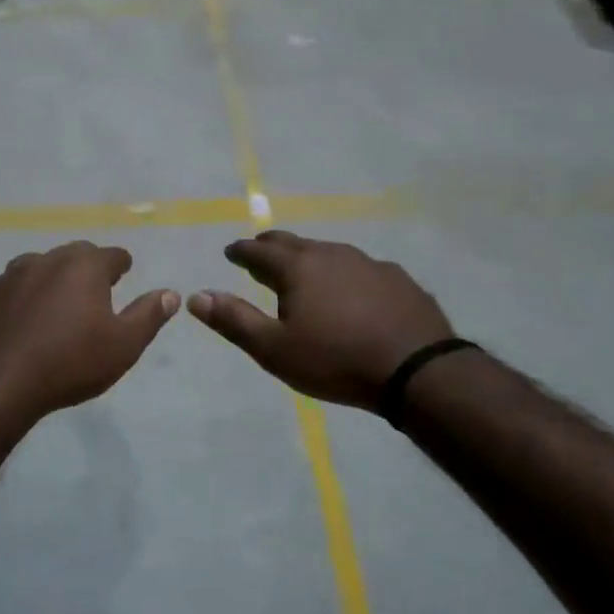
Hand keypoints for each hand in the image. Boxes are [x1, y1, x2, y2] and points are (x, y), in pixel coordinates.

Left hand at [0, 241, 179, 421]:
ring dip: (48, 281)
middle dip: (85, 268)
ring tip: (54, 306)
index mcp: (83, 267)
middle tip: (92, 291)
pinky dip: (17, 301)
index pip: (112, 255)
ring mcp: (7, 277)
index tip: (124, 273)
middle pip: (73, 256)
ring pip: (36, 269)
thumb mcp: (123, 346)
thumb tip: (170, 293)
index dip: (121, 265)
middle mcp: (45, 260)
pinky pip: (6, 292)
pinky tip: (17, 324)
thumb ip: (148, 315)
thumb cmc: (69, 363)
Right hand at [190, 231, 453, 409]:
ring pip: (328, 252)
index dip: (241, 251)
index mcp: (298, 268)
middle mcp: (331, 255)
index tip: (230, 252)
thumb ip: (234, 321)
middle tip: (259, 252)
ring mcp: (368, 263)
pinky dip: (343, 273)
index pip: (259, 251)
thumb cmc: (336, 360)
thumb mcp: (275, 350)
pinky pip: (359, 268)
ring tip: (302, 271)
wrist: (417, 371)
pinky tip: (350, 290)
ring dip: (309, 258)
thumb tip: (196, 296)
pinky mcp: (397, 279)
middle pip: (294, 243)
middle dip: (271, 246)